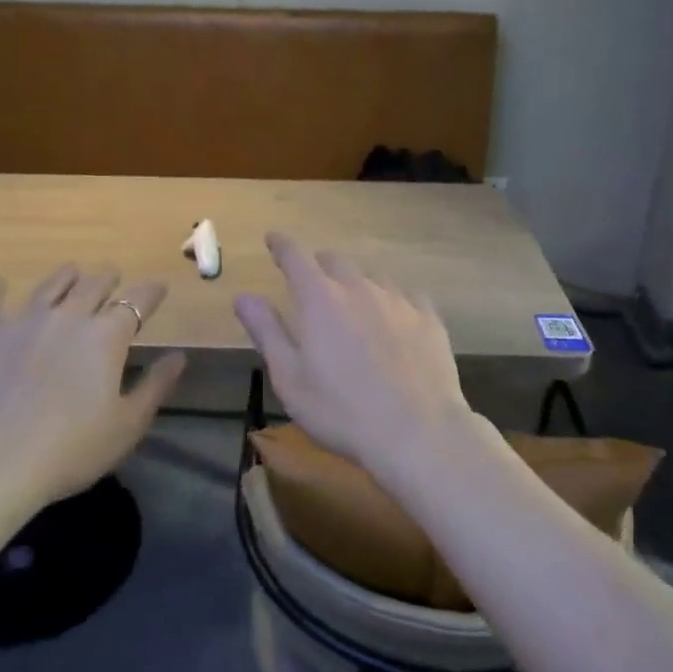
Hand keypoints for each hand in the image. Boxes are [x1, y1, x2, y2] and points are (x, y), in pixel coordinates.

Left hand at [0, 266, 186, 501]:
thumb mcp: (127, 425)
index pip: (137, 300)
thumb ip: (155, 386)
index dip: (151, 292)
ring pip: (50, 285)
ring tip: (73, 275)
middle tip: (114, 282)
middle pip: (94, 284)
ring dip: (67, 277)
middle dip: (109, 279)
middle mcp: (68, 316)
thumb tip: (178, 356)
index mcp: (106, 335)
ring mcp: (23, 321)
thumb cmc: (70, 450)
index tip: (159, 290)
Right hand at [235, 233, 476, 478]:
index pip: (295, 256)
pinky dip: (390, 300)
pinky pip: (405, 295)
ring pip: (371, 276)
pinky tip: (393, 319)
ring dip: (355, 283)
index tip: (274, 240)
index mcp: (320, 299)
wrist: (418, 432)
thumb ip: (266, 331)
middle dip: (318, 266)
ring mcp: (398, 300)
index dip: (281, 245)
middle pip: (334, 261)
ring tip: (353, 306)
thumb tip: (244, 296)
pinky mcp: (428, 317)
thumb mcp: (290, 378)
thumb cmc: (341, 411)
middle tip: (311, 285)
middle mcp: (359, 287)